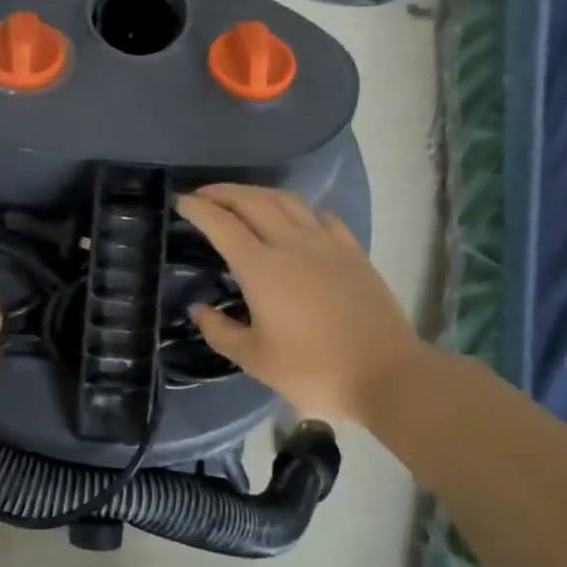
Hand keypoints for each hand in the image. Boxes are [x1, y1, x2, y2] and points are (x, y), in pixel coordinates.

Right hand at [175, 184, 425, 423]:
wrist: (386, 374)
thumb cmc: (313, 370)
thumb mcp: (255, 359)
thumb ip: (220, 331)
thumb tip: (199, 309)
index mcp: (261, 268)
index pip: (221, 224)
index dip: (198, 209)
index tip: (180, 202)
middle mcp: (291, 244)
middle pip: (252, 201)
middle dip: (223, 192)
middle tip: (203, 195)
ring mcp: (326, 244)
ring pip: (287, 201)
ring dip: (257, 193)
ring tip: (241, 199)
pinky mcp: (353, 252)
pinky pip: (320, 216)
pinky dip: (298, 210)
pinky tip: (295, 220)